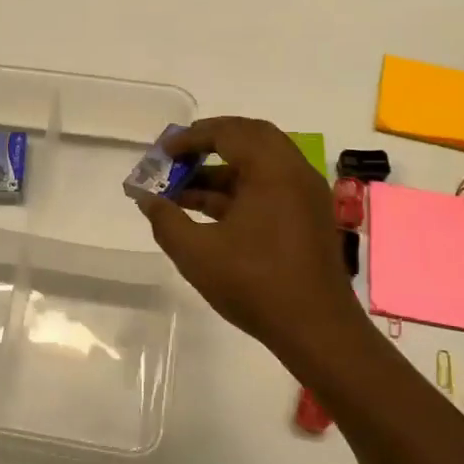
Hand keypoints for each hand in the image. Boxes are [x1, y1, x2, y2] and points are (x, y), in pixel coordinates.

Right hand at [135, 117, 362, 357]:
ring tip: (182, 191)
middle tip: (178, 157)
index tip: (163, 152)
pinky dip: (240, 189)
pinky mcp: (308, 217)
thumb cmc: (255, 285)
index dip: (190, 139)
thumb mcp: (197, 253)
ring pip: (260, 164)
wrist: (317, 330)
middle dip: (209, 143)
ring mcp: (306, 195)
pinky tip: (208, 213)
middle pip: (249, 137)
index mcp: (272, 170)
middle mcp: (294, 172)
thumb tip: (146, 199)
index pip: (227, 133)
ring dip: (221, 171)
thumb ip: (166, 220)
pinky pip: (270, 186)